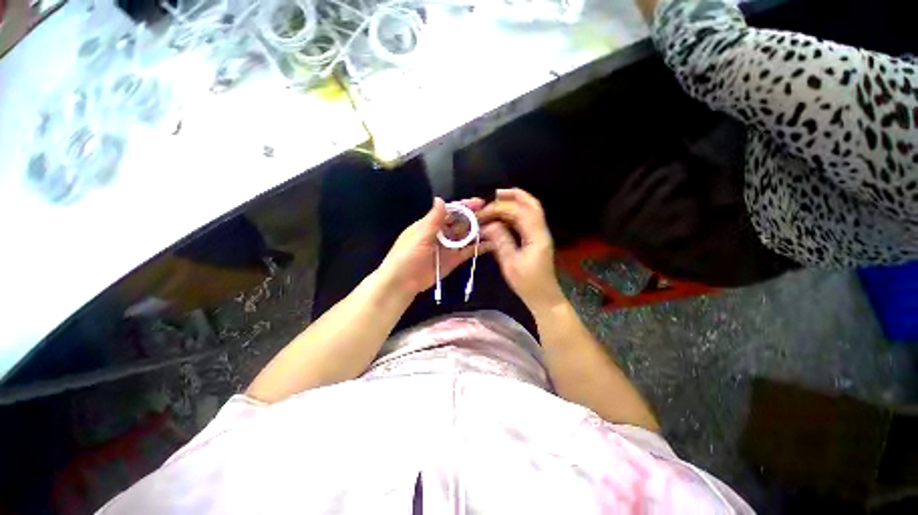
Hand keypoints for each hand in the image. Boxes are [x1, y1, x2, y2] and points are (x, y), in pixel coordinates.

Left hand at [379, 197, 484, 297]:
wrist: (402, 282)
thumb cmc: (407, 256)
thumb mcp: (420, 236)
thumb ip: (433, 219)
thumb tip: (440, 198)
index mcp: (431, 224)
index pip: (450, 211)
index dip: (464, 206)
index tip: (479, 202)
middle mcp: (442, 233)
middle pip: (460, 222)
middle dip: (475, 217)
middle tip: (492, 214)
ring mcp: (449, 247)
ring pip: (466, 236)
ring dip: (478, 231)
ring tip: (495, 227)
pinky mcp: (454, 260)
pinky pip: (467, 252)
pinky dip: (478, 248)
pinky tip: (491, 244)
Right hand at [477, 188, 565, 311]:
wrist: (544, 297)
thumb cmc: (527, 284)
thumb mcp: (510, 264)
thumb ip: (500, 241)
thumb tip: (488, 225)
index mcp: (536, 236)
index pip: (519, 212)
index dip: (499, 209)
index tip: (482, 214)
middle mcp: (541, 231)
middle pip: (531, 205)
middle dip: (514, 196)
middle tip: (495, 193)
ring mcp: (540, 234)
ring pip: (530, 210)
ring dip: (515, 203)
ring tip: (497, 200)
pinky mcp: (536, 239)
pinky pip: (527, 220)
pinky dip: (515, 213)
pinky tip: (503, 216)